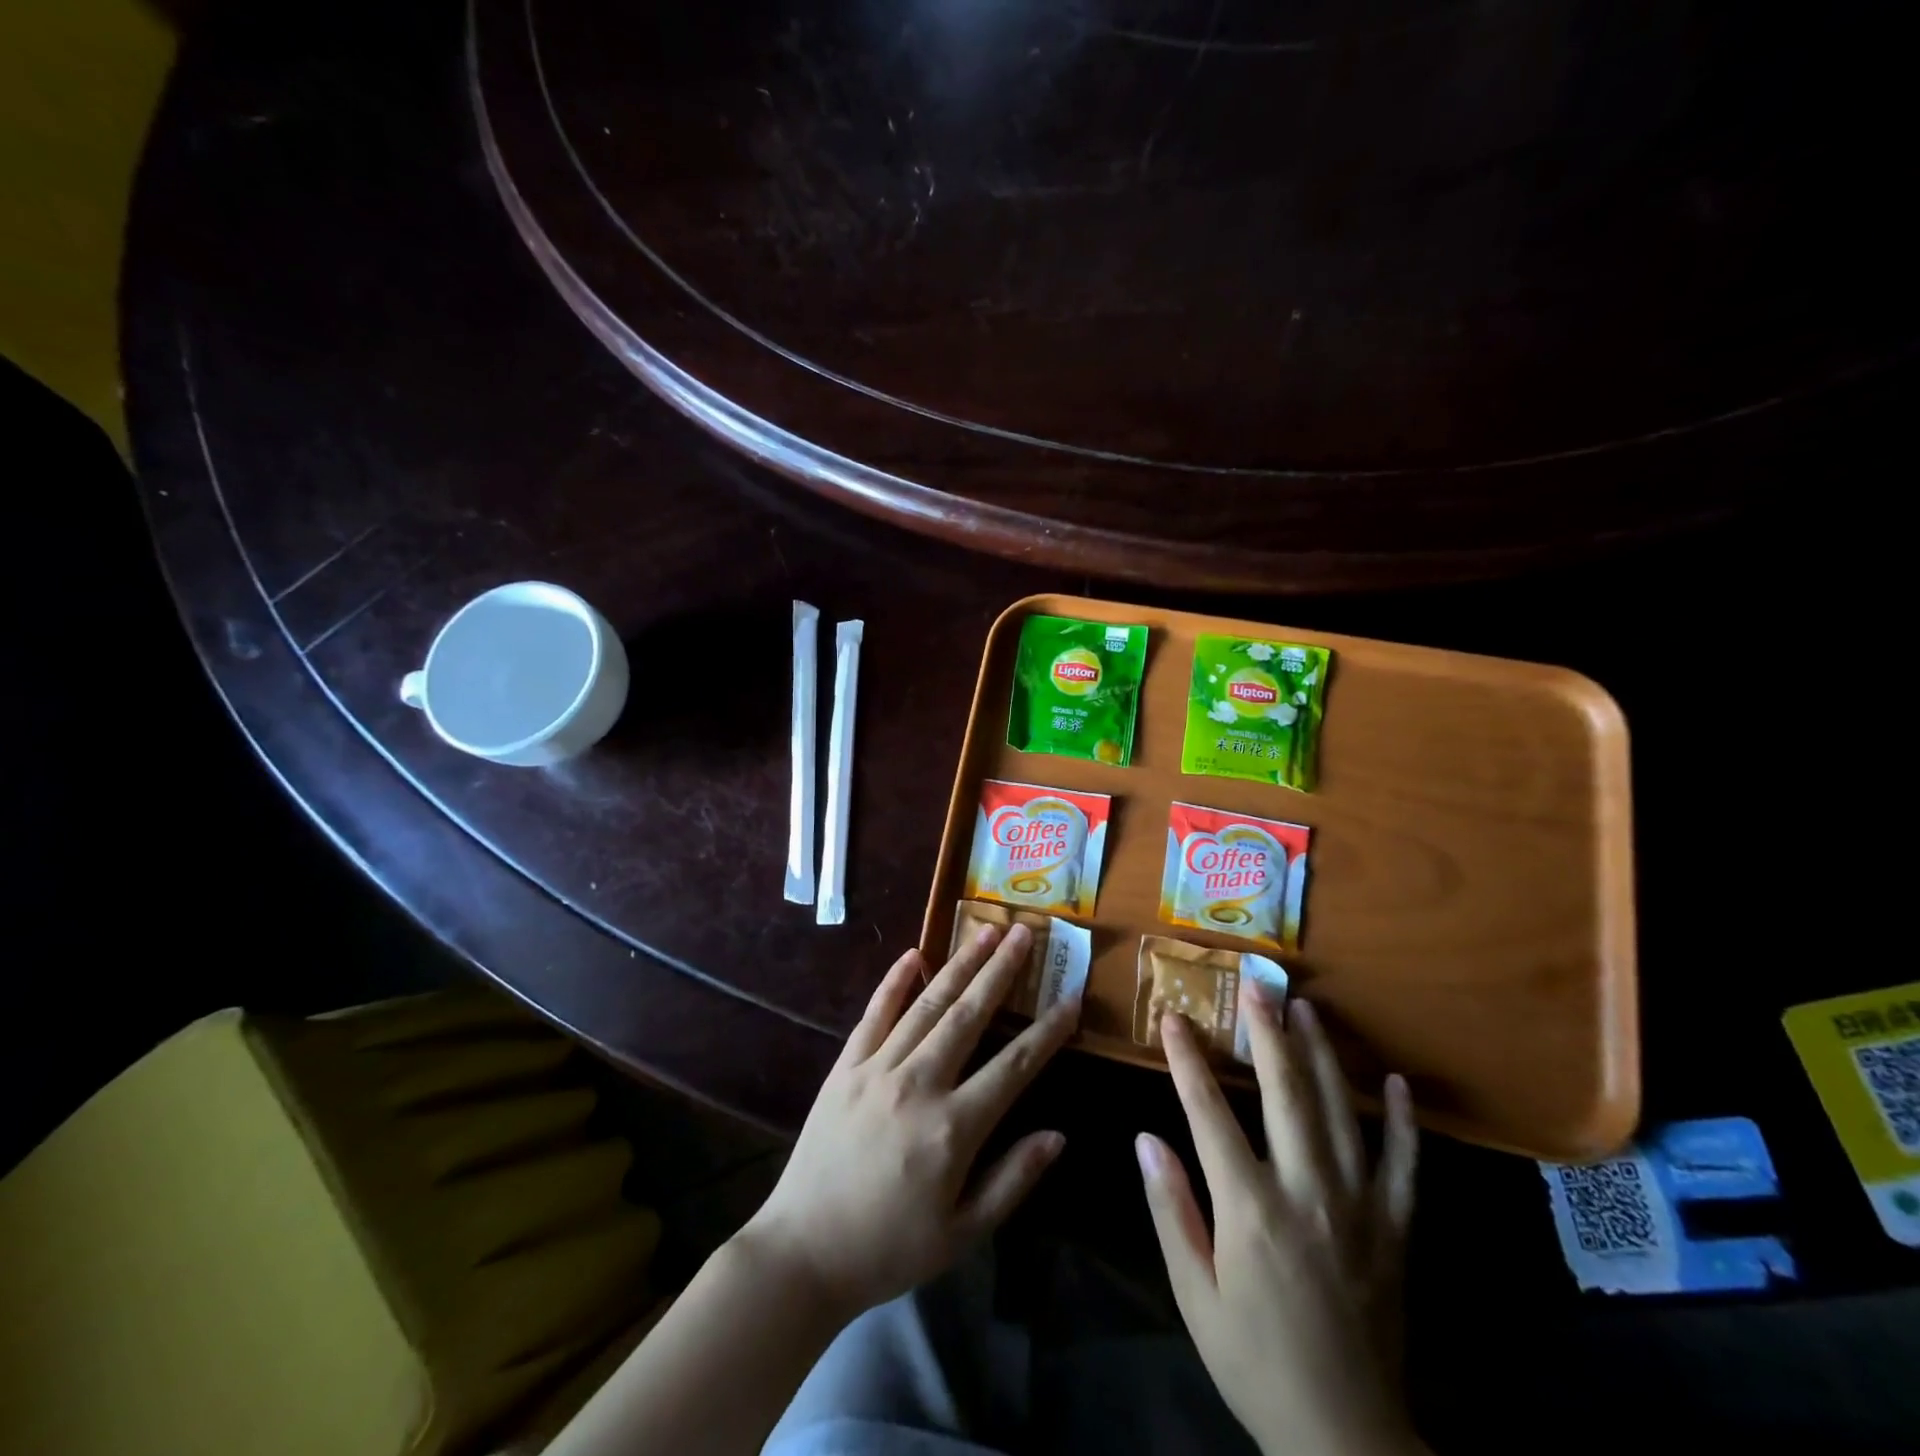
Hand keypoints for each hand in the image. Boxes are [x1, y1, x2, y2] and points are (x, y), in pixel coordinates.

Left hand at [738, 922, 1078, 1322]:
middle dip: (1001, 971)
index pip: (1013, 1066)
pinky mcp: (845, 1067)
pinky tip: (914, 955)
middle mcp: (918, 1084)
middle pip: (969, 1016)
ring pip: (927, 1005)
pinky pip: (874, 1014)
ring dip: (959, 965)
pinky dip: (894, 982)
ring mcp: (877, 1069)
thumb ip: (1012, 1180)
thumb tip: (1058, 1135)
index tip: (1072, 997)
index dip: (1047, 1031)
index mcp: (952, 1128)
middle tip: (1025, 932)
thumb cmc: (890, 1248)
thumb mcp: (962, 1232)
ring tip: (985, 931)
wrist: (803, 1253)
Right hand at [1137, 994, 1422, 1455]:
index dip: (1188, 1060)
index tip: (1173, 1019)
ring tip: (1307, 1009)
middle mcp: (1306, 1192)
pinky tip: (1394, 1082)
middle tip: (1256, 986)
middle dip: (1267, 1034)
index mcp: (1250, 1208)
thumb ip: (1170, 1208)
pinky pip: (1404, 1165)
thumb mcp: (1194, 1293)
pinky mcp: (1396, 1229)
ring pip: (1341, 1113)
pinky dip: (1402, 1121)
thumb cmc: (1254, 1359)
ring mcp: (1359, 1207)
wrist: (1346, 1436)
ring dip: (1322, 1055)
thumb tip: (1145, 1137)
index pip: (1209, 1113)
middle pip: (1285, 1095)